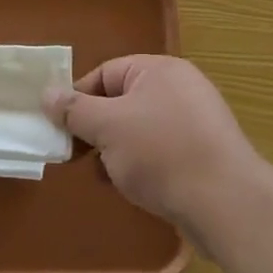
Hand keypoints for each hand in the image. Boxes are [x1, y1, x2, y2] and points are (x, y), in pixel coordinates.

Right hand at [43, 56, 267, 229]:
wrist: (225, 203)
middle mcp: (180, 88)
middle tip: (78, 156)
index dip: (78, 98)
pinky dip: (142, 164)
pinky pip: (161, 150)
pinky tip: (134, 188)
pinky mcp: (204, 153)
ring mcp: (196, 121)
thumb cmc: (161, 153)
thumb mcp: (107, 127)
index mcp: (159, 69)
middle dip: (97, 129)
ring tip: (106, 176)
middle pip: (122, 101)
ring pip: (140, 129)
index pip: (105, 73)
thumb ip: (74, 110)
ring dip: (117, 150)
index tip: (60, 128)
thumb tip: (47, 93)